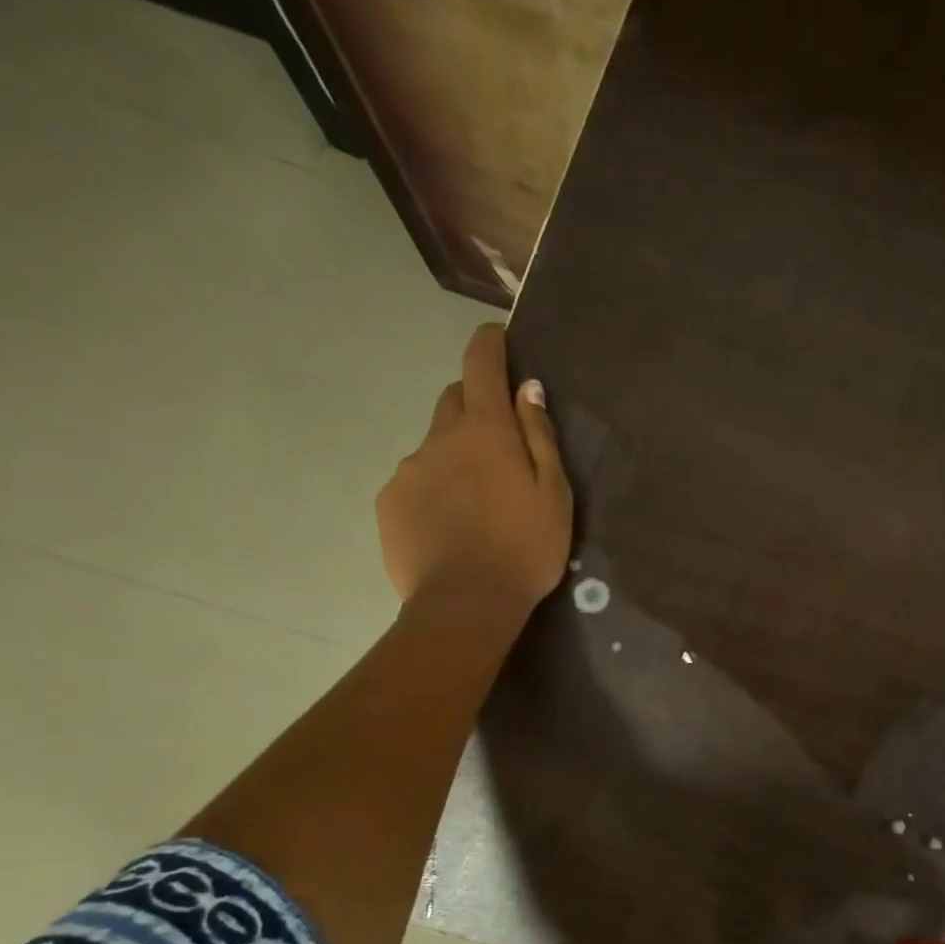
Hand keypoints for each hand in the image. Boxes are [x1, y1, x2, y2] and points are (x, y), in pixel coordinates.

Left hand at [377, 323, 572, 612]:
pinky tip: (452, 526)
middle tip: (501, 445)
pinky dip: (435, 490)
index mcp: (485, 431)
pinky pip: (415, 481)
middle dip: (476, 407)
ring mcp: (409, 469)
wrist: (465, 604)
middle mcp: (440, 438)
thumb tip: (526, 388)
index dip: (489, 343)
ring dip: (456, 457)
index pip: (481, 363)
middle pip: (454, 400)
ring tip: (478, 503)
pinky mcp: (390, 502)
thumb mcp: (554, 496)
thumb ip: (540, 438)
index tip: (498, 339)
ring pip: (435, 446)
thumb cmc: (525, 550)